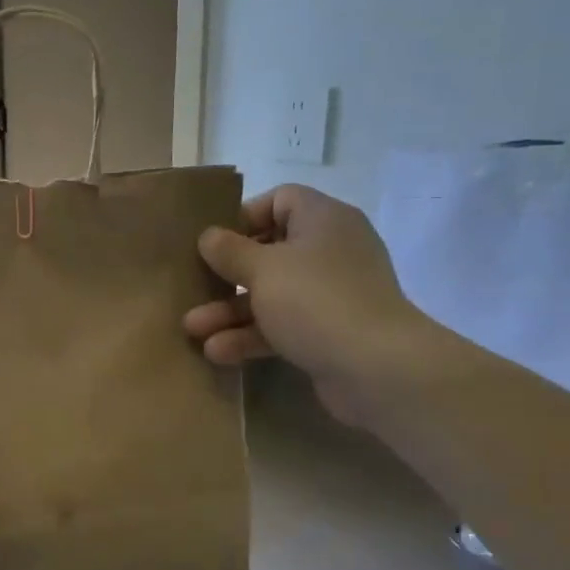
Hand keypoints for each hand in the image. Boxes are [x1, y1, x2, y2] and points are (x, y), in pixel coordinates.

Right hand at [185, 185, 420, 423]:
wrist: (377, 368)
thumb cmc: (316, 301)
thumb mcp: (263, 270)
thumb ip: (230, 251)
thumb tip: (209, 236)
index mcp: (323, 220)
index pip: (281, 200)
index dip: (245, 216)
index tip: (215, 242)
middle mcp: (330, 251)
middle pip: (269, 252)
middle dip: (226, 276)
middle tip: (194, 288)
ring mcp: (331, 295)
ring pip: (271, 294)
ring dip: (230, 312)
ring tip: (193, 330)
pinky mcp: (328, 332)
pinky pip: (282, 326)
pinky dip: (252, 337)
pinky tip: (219, 353)